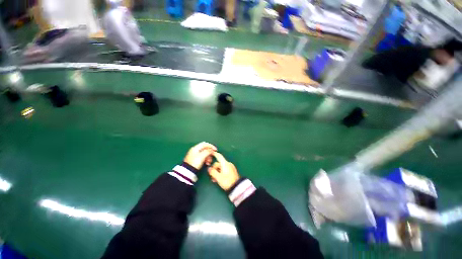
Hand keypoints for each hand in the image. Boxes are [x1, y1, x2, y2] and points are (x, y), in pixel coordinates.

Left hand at [184, 142, 216, 169]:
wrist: (187, 171)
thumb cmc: (195, 162)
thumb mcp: (202, 156)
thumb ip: (208, 151)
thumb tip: (212, 150)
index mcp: (196, 148)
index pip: (205, 144)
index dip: (211, 146)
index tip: (215, 150)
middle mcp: (195, 150)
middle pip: (205, 149)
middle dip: (209, 153)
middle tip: (212, 157)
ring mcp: (195, 155)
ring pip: (204, 154)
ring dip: (208, 157)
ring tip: (209, 162)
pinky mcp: (195, 160)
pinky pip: (202, 157)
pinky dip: (206, 159)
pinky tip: (207, 163)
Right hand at [208, 152, 239, 190]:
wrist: (236, 187)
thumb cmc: (227, 181)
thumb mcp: (218, 177)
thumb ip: (213, 172)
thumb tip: (209, 168)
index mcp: (225, 164)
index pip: (219, 156)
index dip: (215, 154)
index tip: (211, 152)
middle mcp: (228, 164)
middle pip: (218, 164)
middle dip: (214, 169)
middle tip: (212, 177)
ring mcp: (230, 167)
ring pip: (221, 168)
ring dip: (217, 172)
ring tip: (215, 180)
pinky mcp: (231, 171)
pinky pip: (224, 170)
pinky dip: (220, 173)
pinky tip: (218, 179)